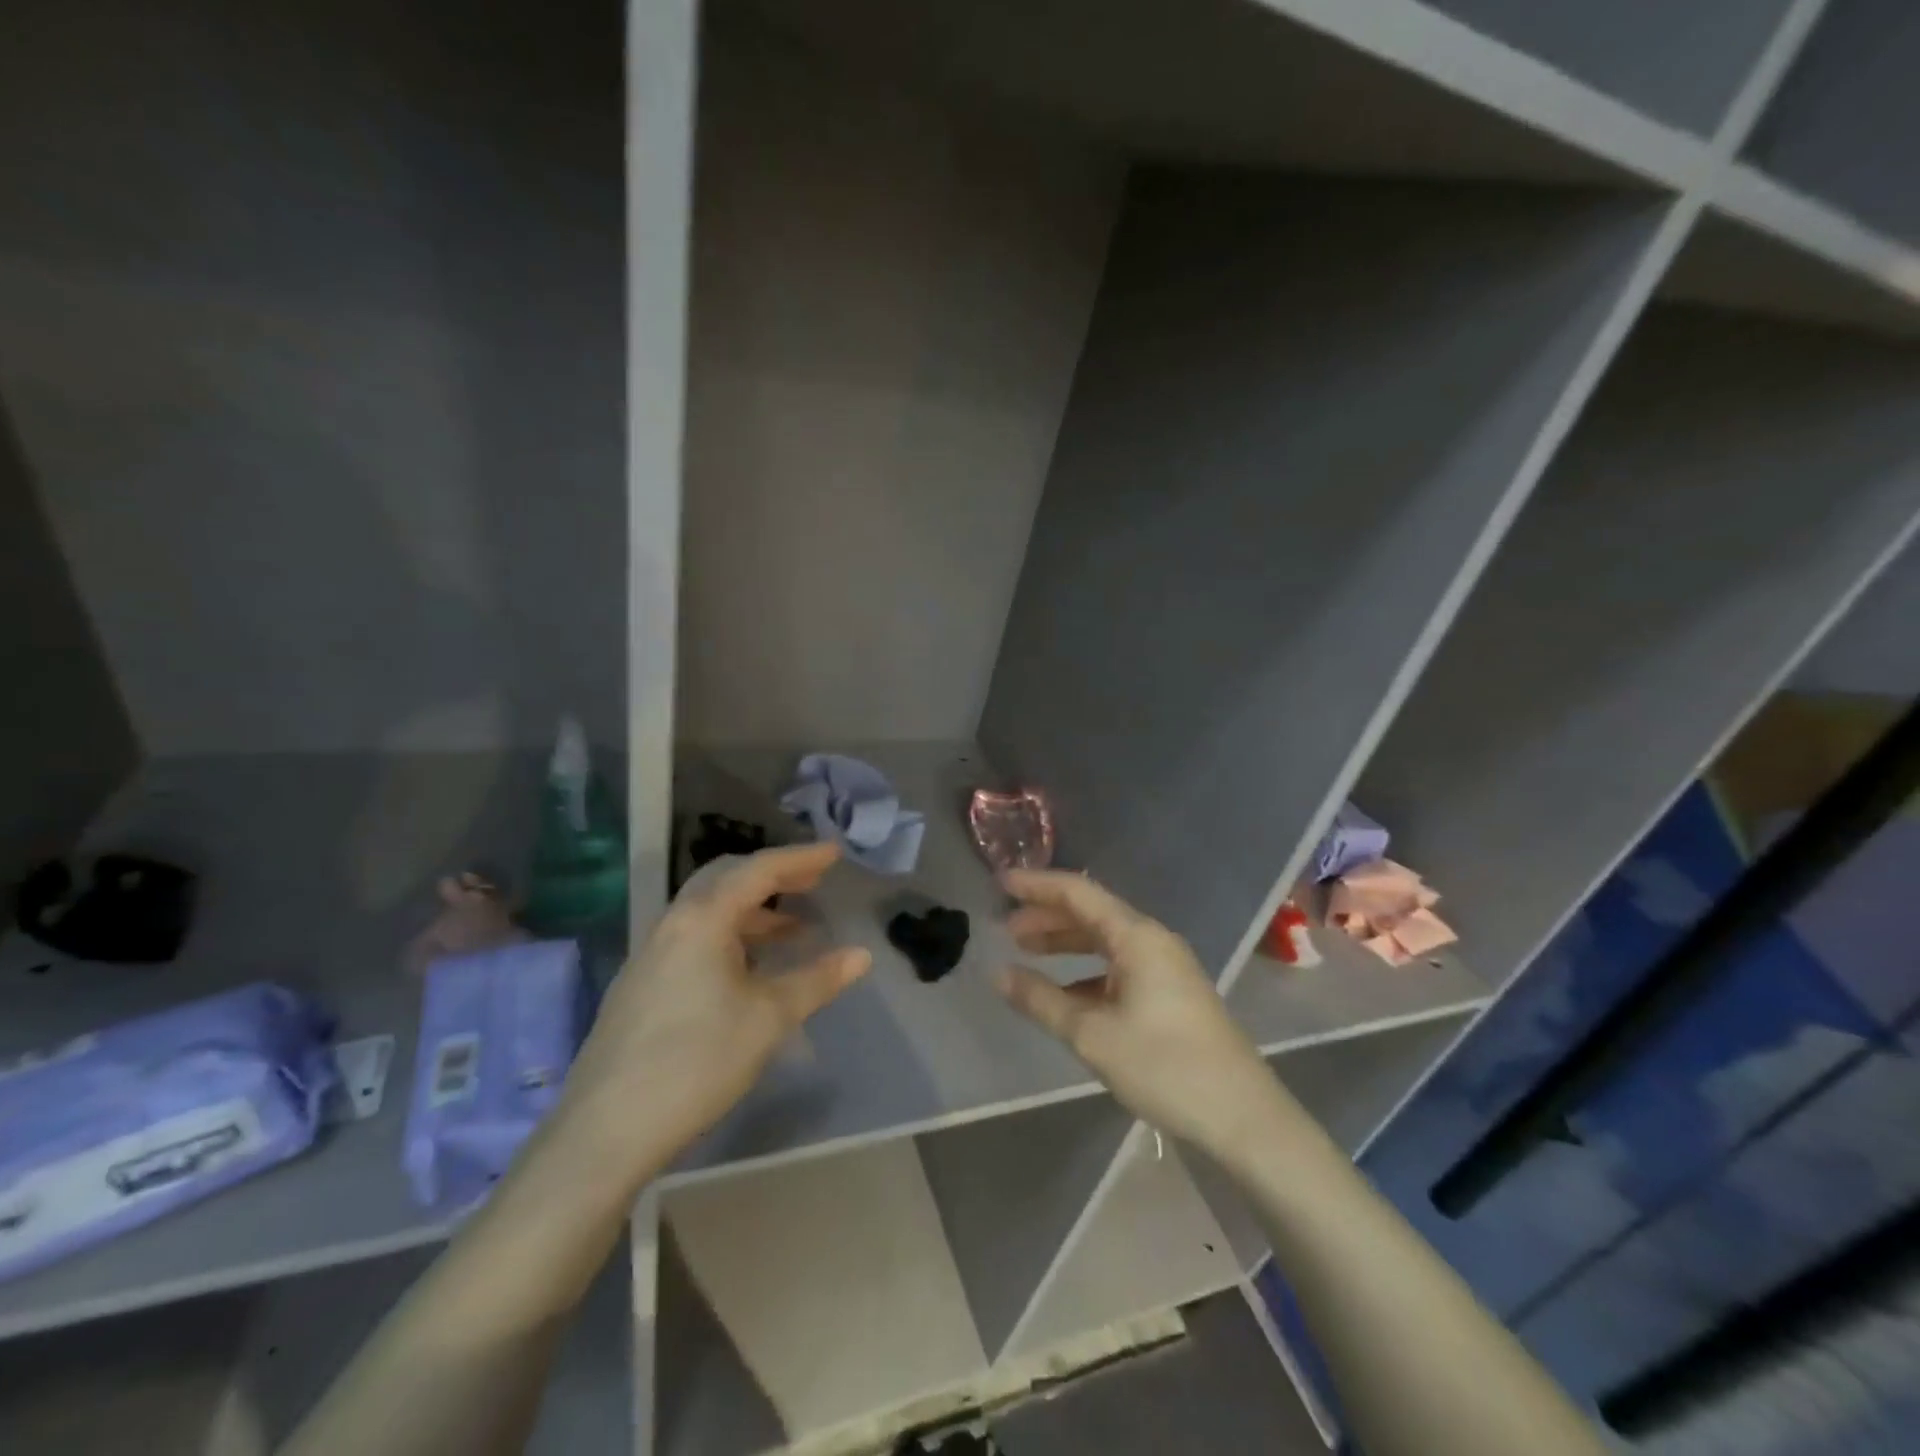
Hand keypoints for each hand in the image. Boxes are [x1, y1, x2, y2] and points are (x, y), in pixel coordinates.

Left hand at [559, 842, 871, 1173]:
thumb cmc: (697, 1062)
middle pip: (727, 879)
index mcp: (703, 919)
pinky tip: (751, 967)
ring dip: (753, 910)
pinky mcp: (642, 983)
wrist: (605, 1131)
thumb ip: (817, 980)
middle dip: (773, 876)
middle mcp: (673, 923)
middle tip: (813, 881)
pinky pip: (695, 937)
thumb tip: (861, 955)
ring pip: (709, 910)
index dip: (800, 858)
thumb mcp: (769, 1019)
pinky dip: (731, 934)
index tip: (835, 853)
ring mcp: (652, 953)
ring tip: (794, 929)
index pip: (758, 870)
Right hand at [996, 870, 1290, 1161]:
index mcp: (1137, 936)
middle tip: (1004, 928)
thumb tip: (998, 974)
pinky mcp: (1170, 993)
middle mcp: (1152, 941)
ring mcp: (1164, 967)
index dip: (1036, 885)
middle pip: (1091, 913)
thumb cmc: (1165, 1067)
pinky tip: (1064, 991)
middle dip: (1046, 916)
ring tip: (1025, 951)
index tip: (999, 884)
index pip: (1078, 892)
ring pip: (1104, 941)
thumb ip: (1041, 1000)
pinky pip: (1118, 966)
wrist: (1242, 1117)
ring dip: (1064, 942)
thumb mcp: (1093, 1035)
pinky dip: (1085, 970)